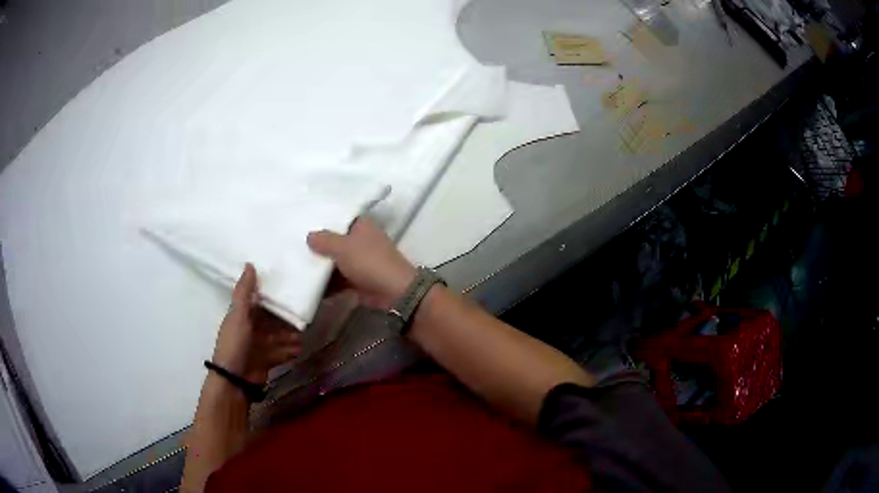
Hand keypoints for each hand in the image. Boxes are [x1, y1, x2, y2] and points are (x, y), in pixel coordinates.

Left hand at [211, 263, 300, 384]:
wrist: (235, 380)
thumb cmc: (235, 343)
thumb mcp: (238, 315)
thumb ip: (244, 292)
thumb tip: (250, 263)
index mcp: (243, 315)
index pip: (259, 301)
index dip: (273, 296)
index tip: (290, 287)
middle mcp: (251, 329)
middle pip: (272, 320)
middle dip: (286, 318)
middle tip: (303, 313)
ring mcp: (259, 346)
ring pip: (278, 337)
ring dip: (290, 336)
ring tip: (304, 334)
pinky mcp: (266, 361)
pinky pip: (281, 353)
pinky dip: (289, 351)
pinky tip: (300, 349)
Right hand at [307, 217, 415, 308]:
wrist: (393, 291)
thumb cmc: (368, 261)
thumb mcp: (342, 247)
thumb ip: (324, 240)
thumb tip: (310, 236)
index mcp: (362, 224)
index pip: (340, 217)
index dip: (324, 219)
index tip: (303, 222)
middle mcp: (362, 239)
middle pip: (336, 240)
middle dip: (319, 245)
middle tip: (294, 244)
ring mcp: (361, 260)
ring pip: (336, 260)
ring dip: (322, 266)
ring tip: (297, 264)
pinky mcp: (359, 278)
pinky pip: (339, 278)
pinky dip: (327, 282)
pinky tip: (309, 284)